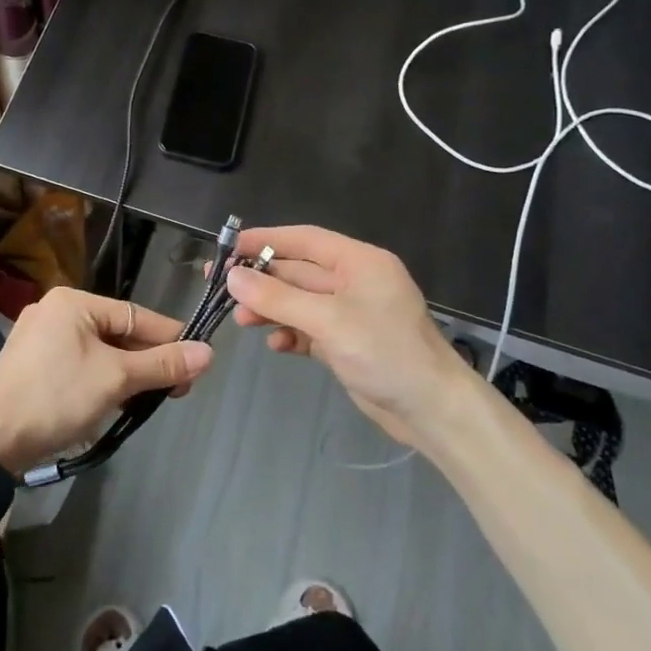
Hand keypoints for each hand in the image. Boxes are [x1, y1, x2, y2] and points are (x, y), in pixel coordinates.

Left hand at [0, 287, 213, 472]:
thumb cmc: (57, 397)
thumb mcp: (117, 379)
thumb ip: (162, 364)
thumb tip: (208, 353)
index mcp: (73, 301)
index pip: (136, 315)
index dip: (170, 338)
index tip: (198, 361)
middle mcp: (54, 310)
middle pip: (117, 333)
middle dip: (147, 361)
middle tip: (177, 389)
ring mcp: (38, 337)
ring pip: (98, 350)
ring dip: (127, 374)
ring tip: (151, 398)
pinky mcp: (30, 364)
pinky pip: (78, 363)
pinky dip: (101, 379)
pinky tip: (116, 400)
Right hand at [225, 226, 470, 446]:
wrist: (431, 410)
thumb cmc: (385, 352)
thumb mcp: (328, 321)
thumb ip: (278, 298)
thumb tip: (233, 277)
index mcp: (359, 262)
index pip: (304, 240)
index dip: (265, 240)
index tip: (228, 248)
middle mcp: (354, 281)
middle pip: (298, 272)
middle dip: (261, 280)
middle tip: (219, 287)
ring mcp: (350, 313)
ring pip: (299, 302)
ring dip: (270, 309)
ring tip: (241, 321)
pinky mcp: (347, 342)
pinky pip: (309, 329)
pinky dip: (290, 334)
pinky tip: (275, 345)